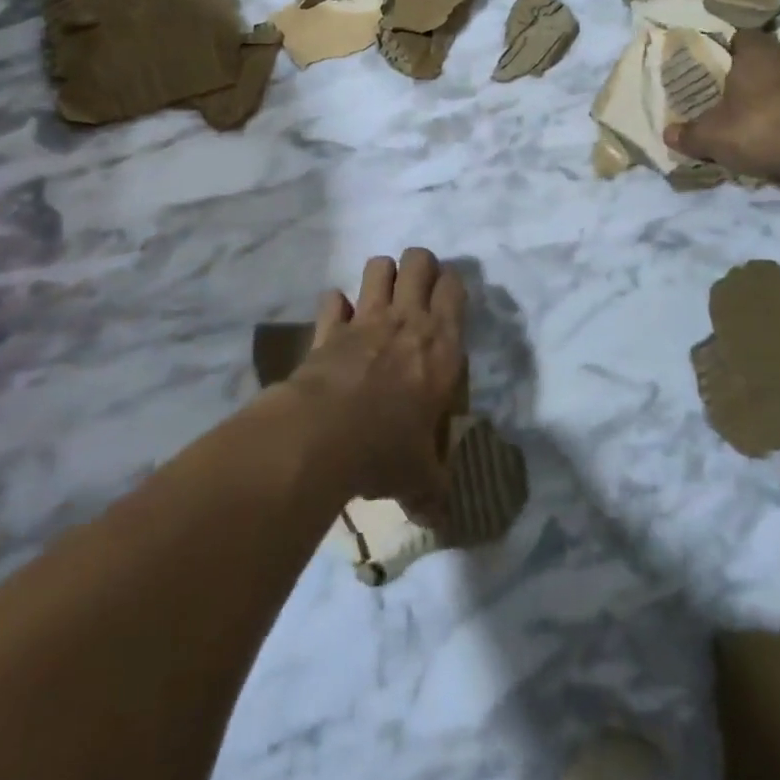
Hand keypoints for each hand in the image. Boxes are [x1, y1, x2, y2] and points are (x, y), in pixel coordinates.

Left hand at [288, 248, 466, 523]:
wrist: (323, 437)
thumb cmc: (386, 451)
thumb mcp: (419, 478)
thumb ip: (432, 491)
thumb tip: (440, 519)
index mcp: (442, 345)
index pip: (455, 288)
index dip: (452, 285)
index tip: (448, 299)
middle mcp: (407, 321)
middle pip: (419, 261)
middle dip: (420, 266)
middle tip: (418, 290)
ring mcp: (365, 319)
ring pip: (378, 266)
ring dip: (381, 275)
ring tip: (382, 297)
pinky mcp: (329, 328)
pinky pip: (333, 299)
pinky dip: (336, 305)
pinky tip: (339, 321)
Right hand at [663, 31, 779, 182]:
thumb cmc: (760, 128)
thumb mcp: (712, 136)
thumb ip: (689, 134)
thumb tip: (667, 134)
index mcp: (757, 52)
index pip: (741, 36)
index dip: (729, 49)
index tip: (718, 65)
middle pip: (771, 55)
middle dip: (758, 70)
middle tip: (739, 91)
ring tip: (767, 112)